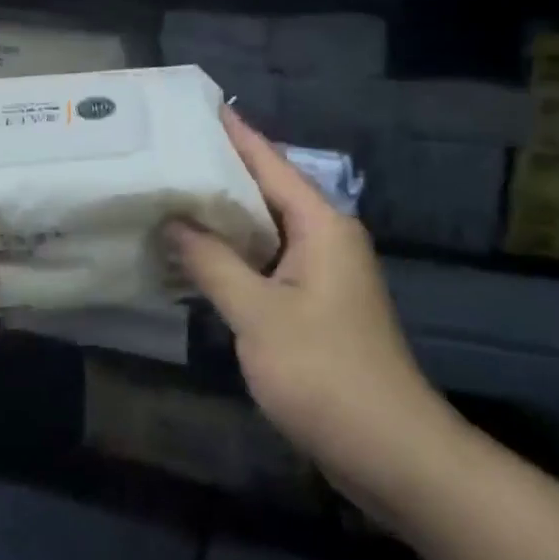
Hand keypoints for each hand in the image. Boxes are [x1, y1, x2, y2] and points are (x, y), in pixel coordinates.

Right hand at [165, 110, 454, 493]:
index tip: (195, 105)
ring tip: (169, 194)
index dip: (233, 132)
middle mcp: (324, 237)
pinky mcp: (313, 305)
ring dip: (221, 216)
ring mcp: (320, 273)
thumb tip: (172, 220)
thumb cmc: (326, 373)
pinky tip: (194, 254)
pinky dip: (231, 254)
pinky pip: (266, 262)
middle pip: (265, 189)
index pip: (269, 161)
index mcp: (320, 224)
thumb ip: (212, 262)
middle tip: (166, 150)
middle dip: (218, 171)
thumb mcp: (258, 314)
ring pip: (263, 228)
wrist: (392, 453)